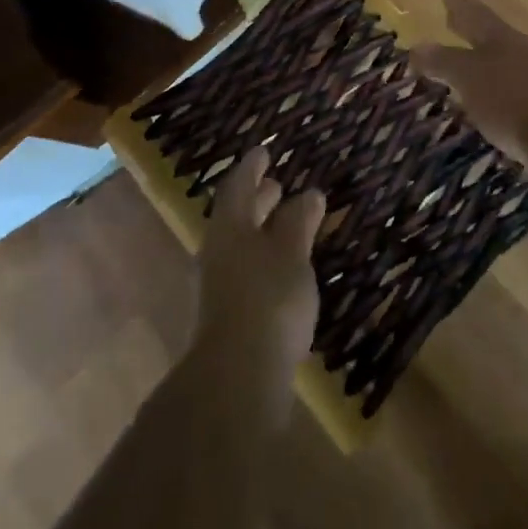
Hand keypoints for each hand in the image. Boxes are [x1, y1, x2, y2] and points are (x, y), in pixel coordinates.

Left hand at [192, 148, 325, 421]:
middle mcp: (219, 251)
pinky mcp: (230, 316)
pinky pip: (247, 271)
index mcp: (230, 228)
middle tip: (276, 184)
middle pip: (237, 216)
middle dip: (258, 199)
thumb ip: (300, 221)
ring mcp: (220, 287)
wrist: (237, 377)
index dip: (252, 167)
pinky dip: (266, 258)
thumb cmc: (268, 299)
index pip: (238, 186)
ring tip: (288, 223)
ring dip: (262, 230)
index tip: (264, 151)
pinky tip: (285, 268)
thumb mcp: (292, 253)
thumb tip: (309, 193)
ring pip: (242, 245)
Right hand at [412, 0, 527, 178]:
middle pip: (491, 34)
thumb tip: (417, 46)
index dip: (459, 5)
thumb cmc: (512, 100)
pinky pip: (513, 89)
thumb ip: (444, 62)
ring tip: (466, 64)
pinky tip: (490, 100)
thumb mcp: (470, 78)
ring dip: (484, 59)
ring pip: (503, 60)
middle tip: (452, 20)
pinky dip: (497, 88)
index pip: (475, 14)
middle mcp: (521, 52)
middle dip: (470, 29)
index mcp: (500, 38)